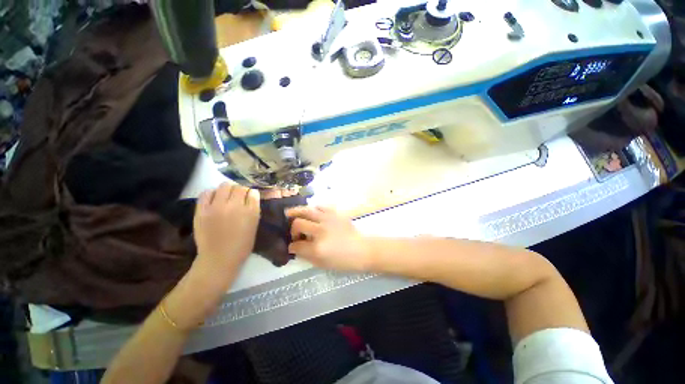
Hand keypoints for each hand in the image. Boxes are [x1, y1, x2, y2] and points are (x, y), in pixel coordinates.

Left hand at [194, 183, 260, 267]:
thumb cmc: (242, 244)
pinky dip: (212, 193)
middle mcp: (234, 206)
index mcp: (250, 211)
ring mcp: (217, 207)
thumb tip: (251, 194)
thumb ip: (253, 208)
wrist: (219, 258)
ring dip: (227, 189)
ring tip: (225, 197)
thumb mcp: (254, 225)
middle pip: (239, 187)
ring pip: (224, 186)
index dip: (251, 193)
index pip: (252, 192)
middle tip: (238, 197)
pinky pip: (207, 193)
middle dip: (240, 190)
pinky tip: (214, 199)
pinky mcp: (202, 210)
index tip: (249, 197)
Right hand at [286, 206, 371, 270]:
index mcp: (317, 247)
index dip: (291, 246)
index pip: (296, 245)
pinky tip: (311, 212)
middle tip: (295, 232)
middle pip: (298, 223)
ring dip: (297, 213)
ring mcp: (328, 219)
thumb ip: (305, 255)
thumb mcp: (322, 264)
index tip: (292, 246)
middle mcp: (320, 230)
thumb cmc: (343, 260)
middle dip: (292, 229)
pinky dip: (313, 209)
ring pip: (307, 210)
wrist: (362, 250)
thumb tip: (294, 247)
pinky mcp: (335, 213)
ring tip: (290, 213)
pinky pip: (320, 206)